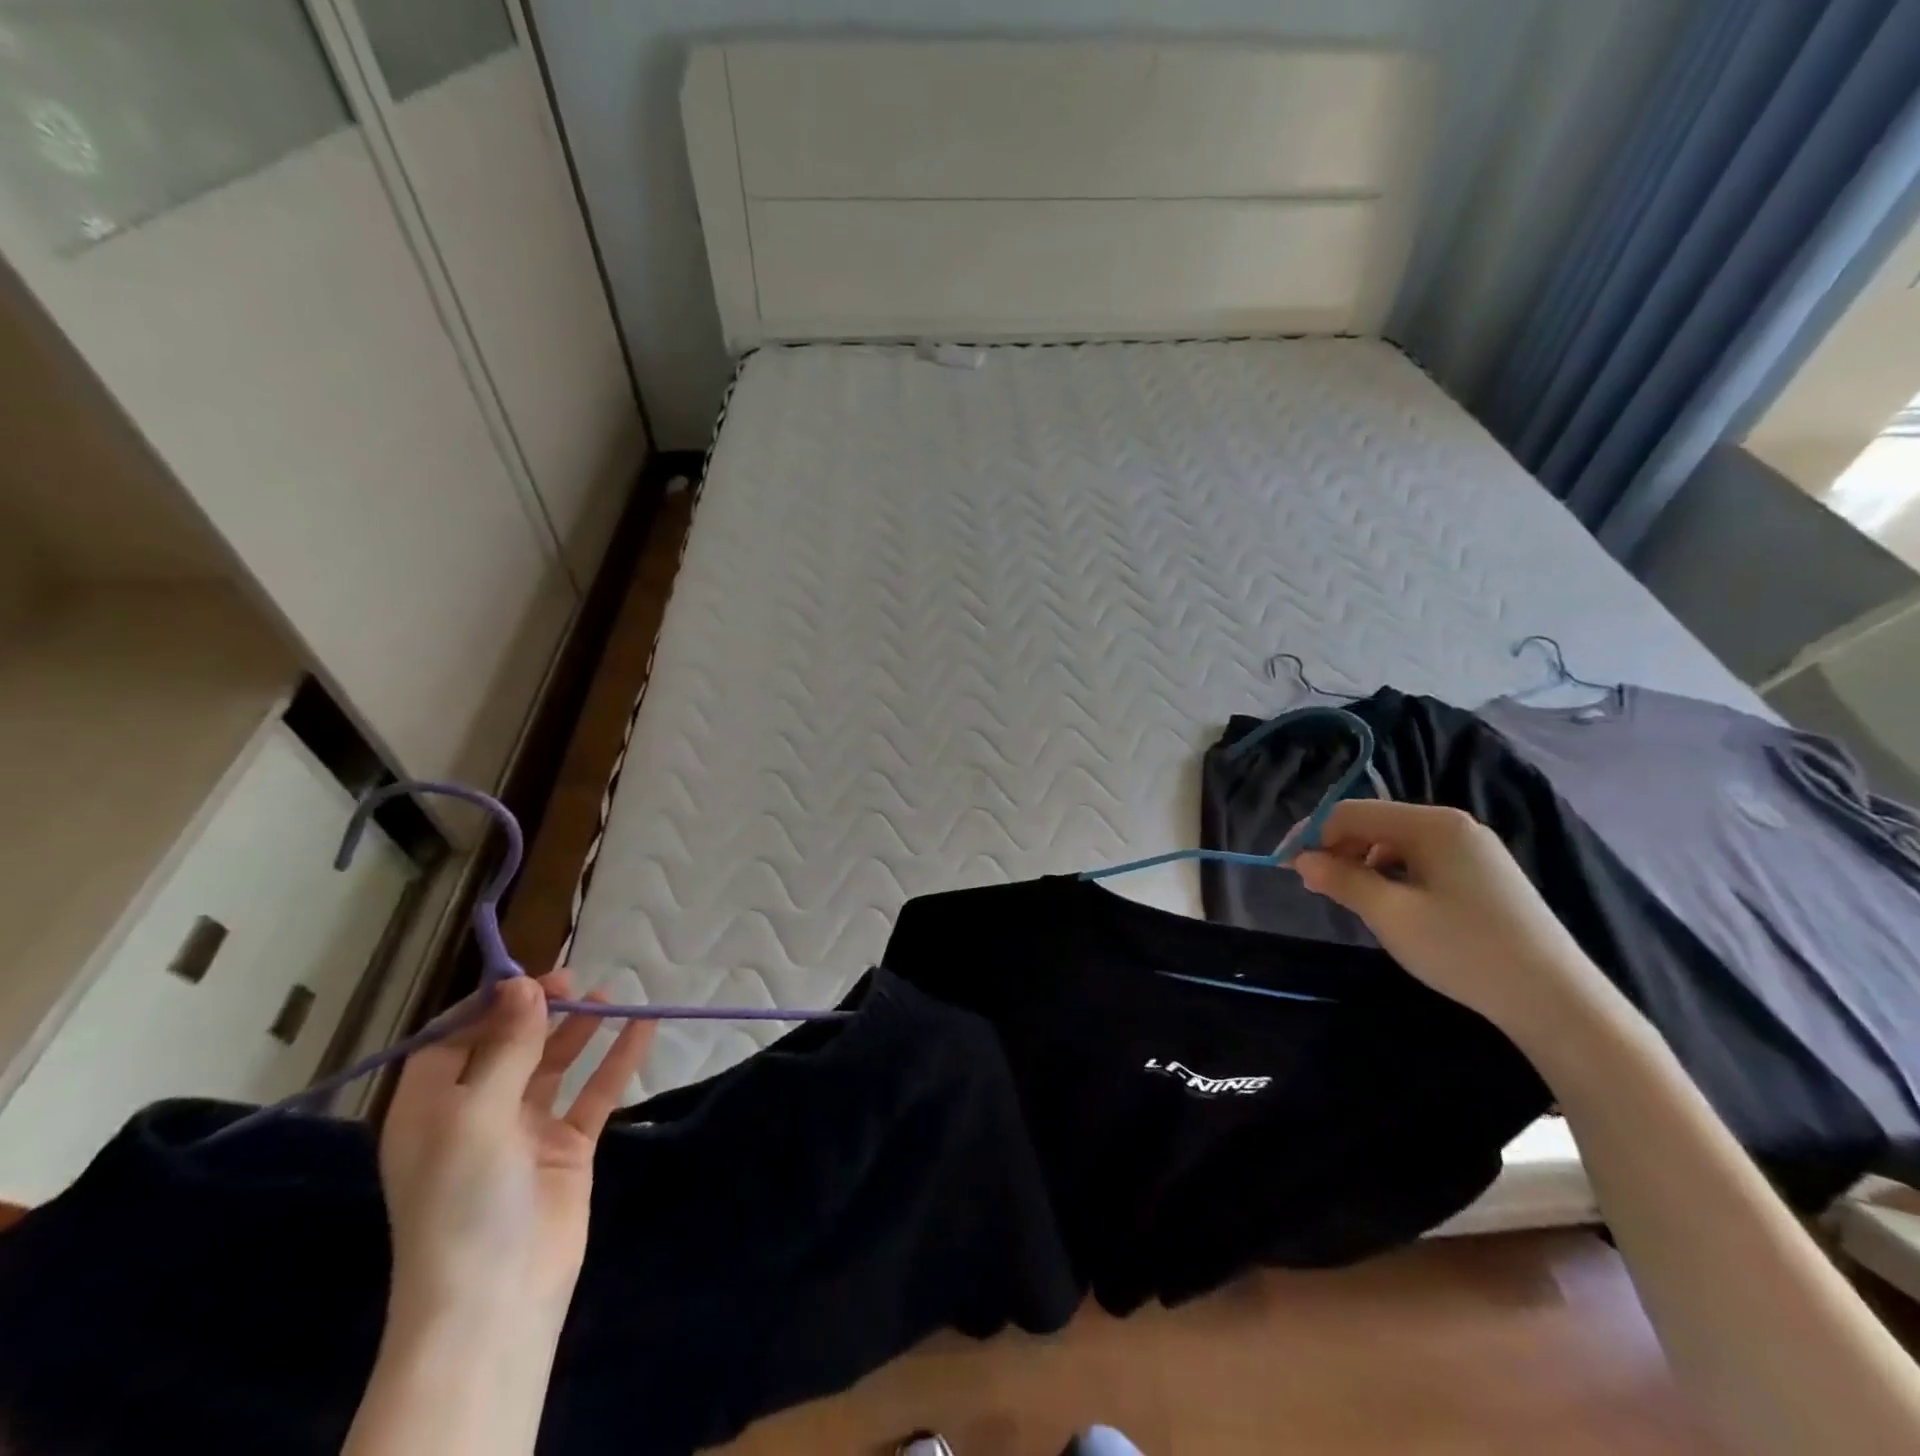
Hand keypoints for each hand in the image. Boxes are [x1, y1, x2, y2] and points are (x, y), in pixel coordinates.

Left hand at [376, 969, 653, 1329]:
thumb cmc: (464, 1199)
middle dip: (539, 1010)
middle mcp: (474, 1113)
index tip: (528, 975)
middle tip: (575, 979)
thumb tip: (526, 985)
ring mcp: (524, 1130)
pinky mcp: (567, 1147)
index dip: (487, 1004)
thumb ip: (508, 1046)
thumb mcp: (475, 1114)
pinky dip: (617, 1060)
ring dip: (579, 1030)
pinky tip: (643, 1028)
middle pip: (508, 1045)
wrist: (497, 1298)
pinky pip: (594, 1092)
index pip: (451, 1038)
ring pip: (554, 1064)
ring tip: (610, 995)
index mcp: (430, 1108)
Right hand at [1291, 799, 1609, 1038]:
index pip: (1352, 812)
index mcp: (1432, 824)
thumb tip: (1302, 860)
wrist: (1556, 1000)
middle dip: (1338, 849)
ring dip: (1363, 863)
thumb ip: (1341, 879)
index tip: (1286, 867)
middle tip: (1315, 887)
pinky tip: (1392, 905)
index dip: (1312, 835)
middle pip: (1375, 823)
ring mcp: (1474, 849)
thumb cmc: (1463, 949)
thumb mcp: (1390, 915)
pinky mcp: (1485, 875)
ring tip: (1350, 899)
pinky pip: (1422, 860)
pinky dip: (1393, 875)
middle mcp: (1454, 825)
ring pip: (1396, 843)